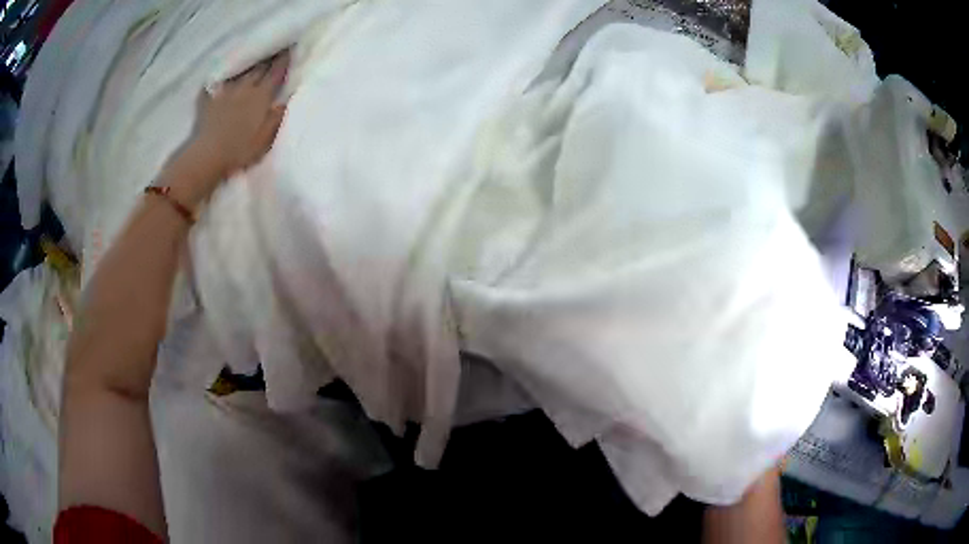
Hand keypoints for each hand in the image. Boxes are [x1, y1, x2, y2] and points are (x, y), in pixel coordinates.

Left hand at [191, 51, 290, 178]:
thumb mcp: (267, 136)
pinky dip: (222, 79)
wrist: (208, 155)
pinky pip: (217, 85)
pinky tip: (222, 78)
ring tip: (254, 59)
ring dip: (249, 65)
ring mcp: (226, 93)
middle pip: (259, 68)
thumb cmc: (240, 149)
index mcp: (261, 95)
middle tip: (275, 49)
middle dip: (268, 58)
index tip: (291, 47)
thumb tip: (286, 99)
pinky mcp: (210, 102)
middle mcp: (245, 88)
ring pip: (241, 73)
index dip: (284, 60)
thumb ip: (278, 115)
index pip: (276, 72)